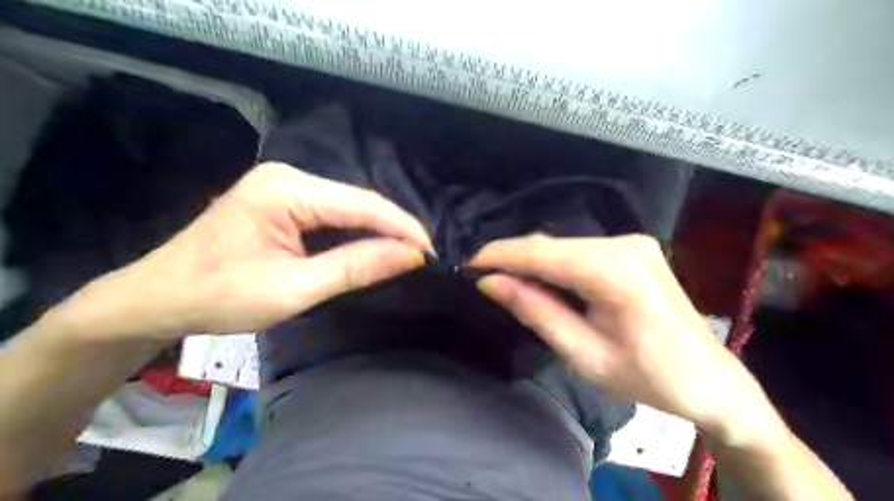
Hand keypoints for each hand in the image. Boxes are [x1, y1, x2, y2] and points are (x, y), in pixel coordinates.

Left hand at [52, 162, 430, 340]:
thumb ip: (355, 267)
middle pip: (359, 202)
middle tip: (423, 259)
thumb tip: (411, 256)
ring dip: (378, 233)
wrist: (155, 298)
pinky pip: (333, 214)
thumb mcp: (293, 289)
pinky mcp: (283, 200)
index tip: (433, 254)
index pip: (364, 205)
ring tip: (407, 255)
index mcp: (287, 190)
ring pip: (349, 208)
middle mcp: (289, 176)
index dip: (403, 229)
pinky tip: (373, 249)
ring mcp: (285, 186)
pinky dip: (356, 234)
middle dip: (394, 230)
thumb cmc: (218, 297)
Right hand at [470, 234, 784, 442]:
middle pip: (552, 245)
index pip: (543, 252)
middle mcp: (625, 244)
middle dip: (513, 260)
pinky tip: (539, 281)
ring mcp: (632, 243)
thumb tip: (491, 283)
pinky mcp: (633, 250)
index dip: (500, 255)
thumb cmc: (649, 377)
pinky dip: (554, 265)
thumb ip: (536, 311)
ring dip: (532, 263)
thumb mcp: (584, 354)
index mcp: (617, 271)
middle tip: (481, 279)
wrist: (711, 381)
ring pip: (563, 246)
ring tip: (504, 282)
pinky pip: (579, 251)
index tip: (466, 265)